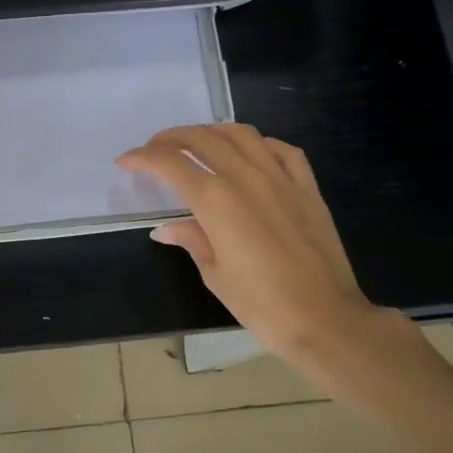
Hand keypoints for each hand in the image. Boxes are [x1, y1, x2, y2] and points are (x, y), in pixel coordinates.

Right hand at [118, 124, 411, 384]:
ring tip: (196, 142)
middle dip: (171, 138)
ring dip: (212, 131)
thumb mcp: (216, 275)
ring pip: (242, 135)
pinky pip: (282, 150)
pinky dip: (259, 144)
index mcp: (216, 201)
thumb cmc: (262, 306)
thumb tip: (167, 228)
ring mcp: (282, 179)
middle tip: (154, 149)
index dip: (143, 158)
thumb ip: (192, 240)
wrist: (326, 320)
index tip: (126, 161)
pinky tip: (250, 153)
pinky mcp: (308, 188)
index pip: (170, 164)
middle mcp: (247, 178)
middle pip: (203, 139)